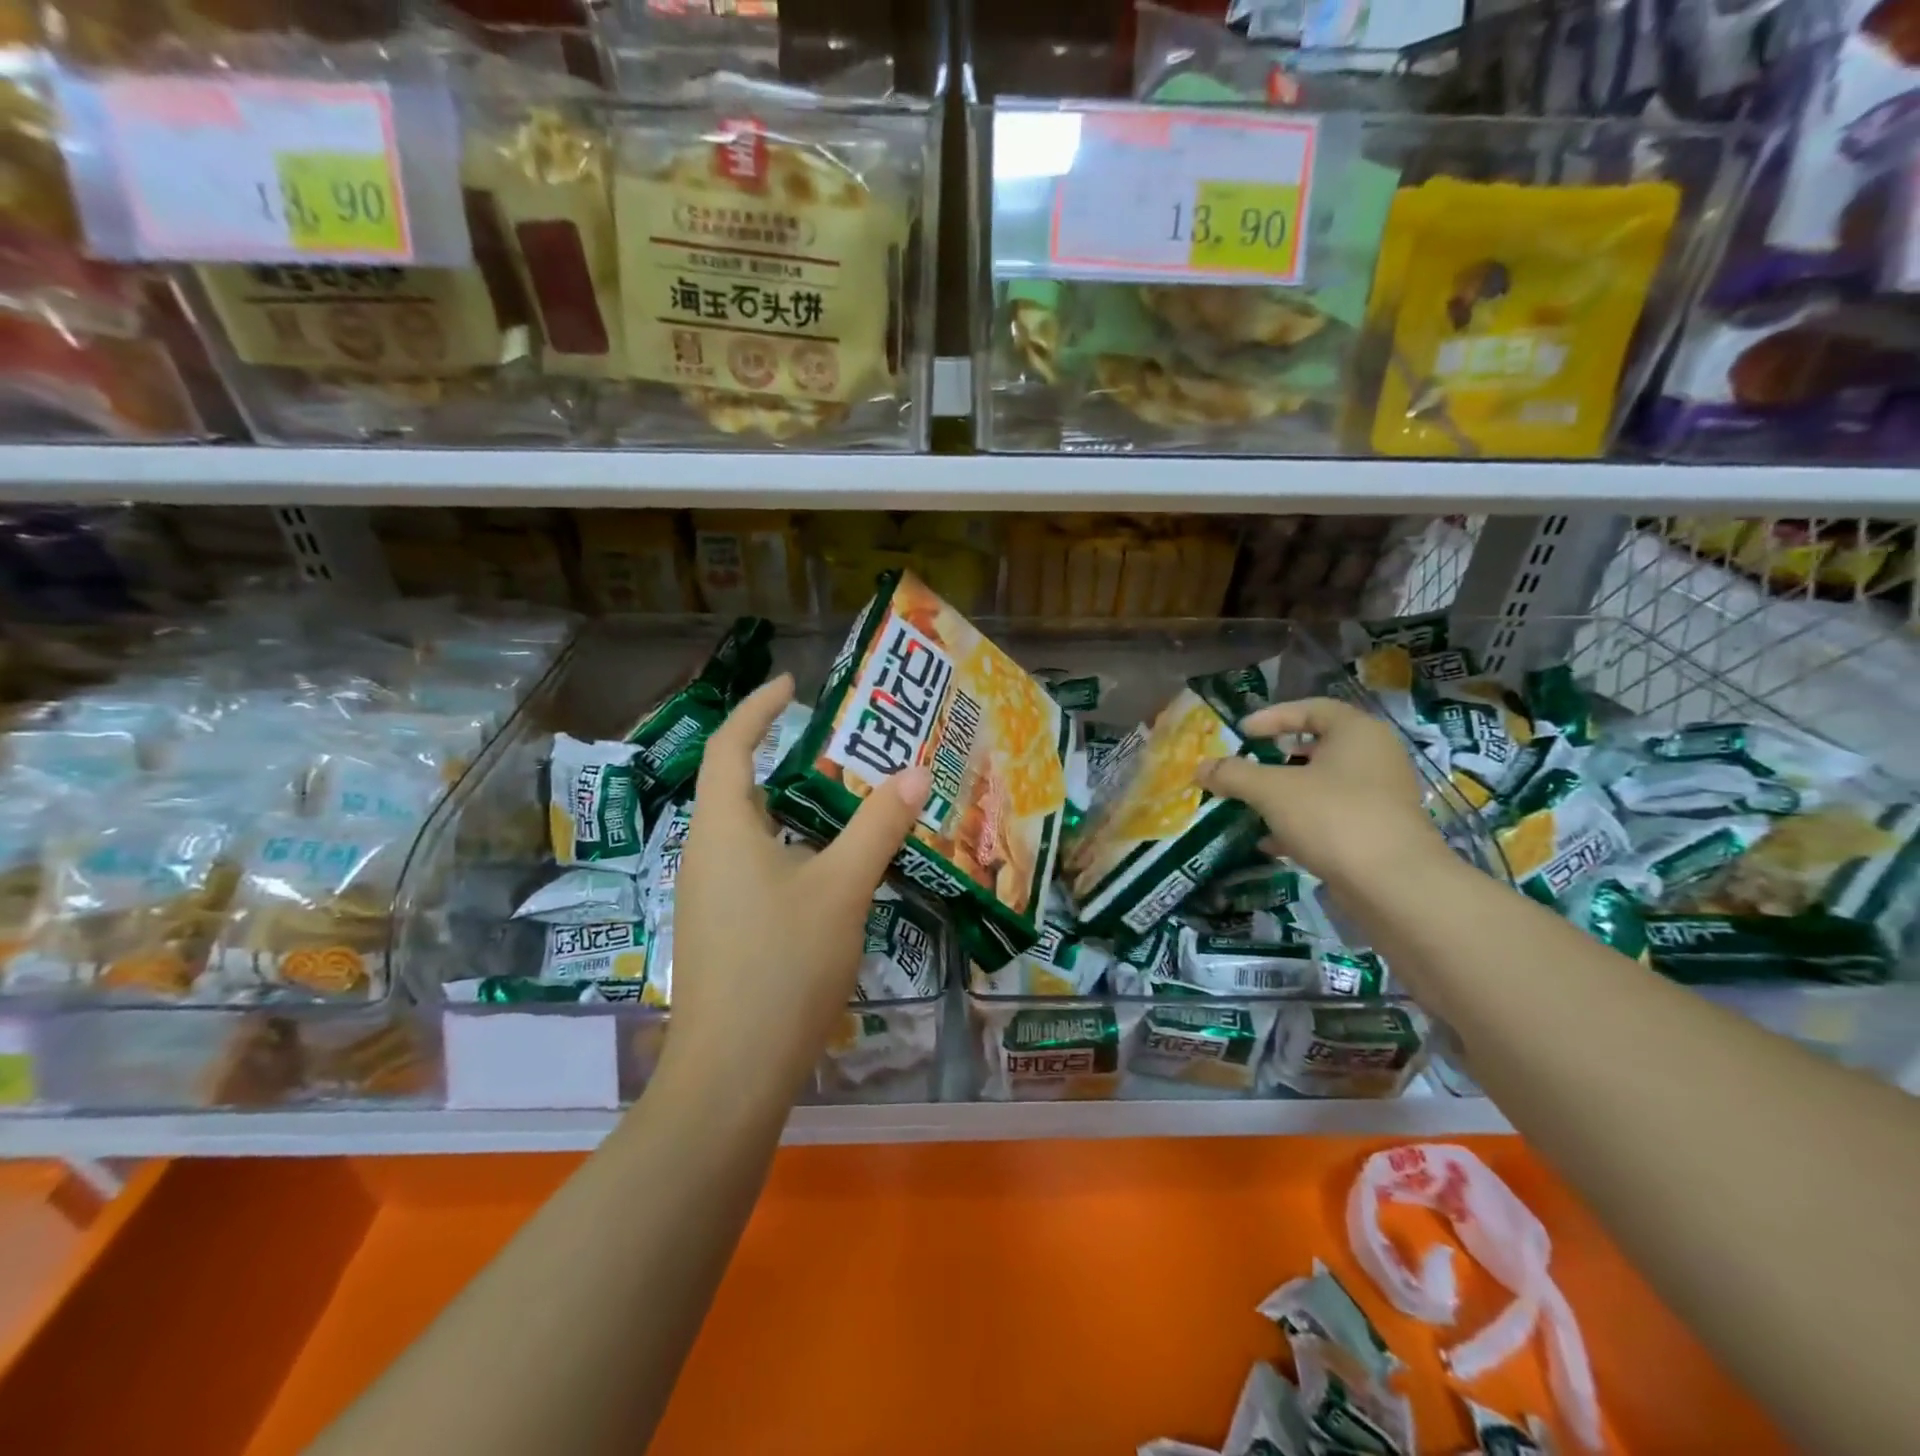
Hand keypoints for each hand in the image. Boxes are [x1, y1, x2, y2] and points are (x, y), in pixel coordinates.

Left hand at [668, 673, 931, 1095]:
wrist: (732, 1075)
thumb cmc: (783, 965)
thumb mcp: (842, 886)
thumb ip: (878, 825)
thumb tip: (915, 771)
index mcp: (723, 829)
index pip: (731, 745)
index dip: (759, 708)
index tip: (792, 684)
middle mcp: (706, 854)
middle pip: (739, 785)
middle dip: (784, 755)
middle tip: (841, 744)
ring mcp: (709, 896)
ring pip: (751, 830)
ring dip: (793, 806)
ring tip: (846, 799)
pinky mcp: (722, 930)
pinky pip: (756, 866)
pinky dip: (792, 847)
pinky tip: (831, 868)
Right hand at [1195, 696, 1445, 888]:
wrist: (1394, 884)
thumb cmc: (1333, 817)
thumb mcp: (1272, 791)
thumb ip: (1234, 774)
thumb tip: (1200, 767)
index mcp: (1357, 732)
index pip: (1311, 708)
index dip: (1272, 717)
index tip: (1241, 734)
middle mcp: (1374, 757)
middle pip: (1317, 747)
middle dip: (1276, 758)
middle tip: (1246, 767)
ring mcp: (1380, 796)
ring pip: (1322, 784)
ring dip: (1285, 793)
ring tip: (1251, 805)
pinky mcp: (1377, 831)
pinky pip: (1331, 815)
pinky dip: (1300, 822)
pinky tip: (1270, 842)